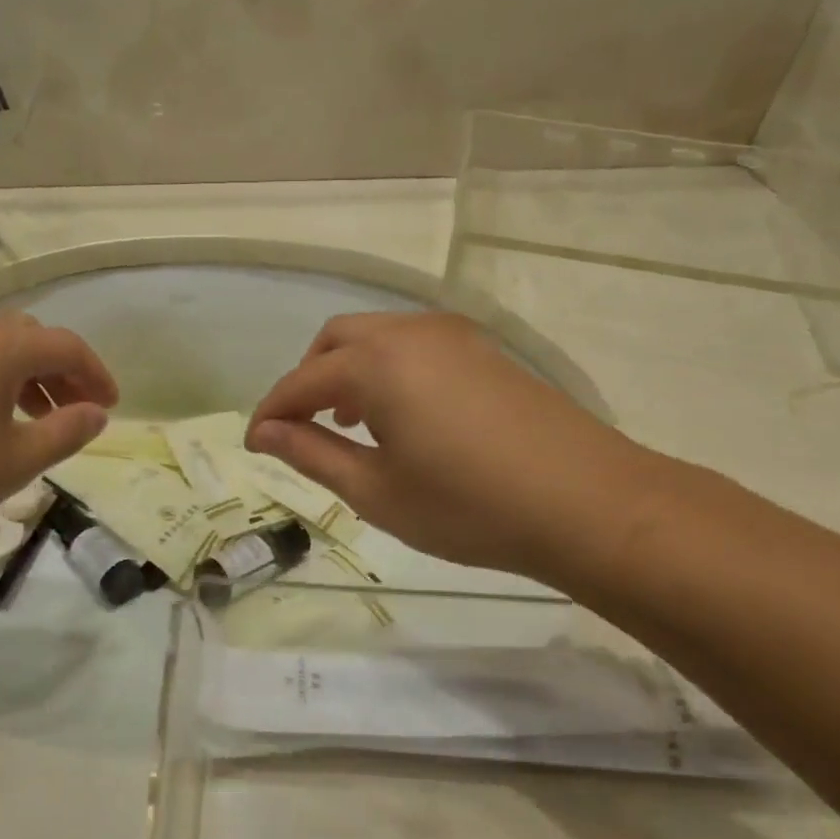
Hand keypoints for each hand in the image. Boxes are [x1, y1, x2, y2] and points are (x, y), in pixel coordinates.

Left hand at [0, 312, 116, 548]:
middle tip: (73, 412)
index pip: (66, 345)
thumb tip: (98, 413)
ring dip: (25, 377)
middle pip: (29, 338)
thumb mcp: (14, 461)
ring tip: (33, 420)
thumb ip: (65, 433)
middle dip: (60, 372)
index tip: (111, 406)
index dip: (96, 374)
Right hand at [247, 312, 655, 581]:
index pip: (301, 381)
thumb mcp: (376, 490)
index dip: (271, 412)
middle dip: (307, 380)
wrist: (586, 503)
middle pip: (336, 340)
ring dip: (348, 371)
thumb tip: (266, 433)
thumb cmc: (468, 506)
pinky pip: (413, 345)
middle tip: (300, 429)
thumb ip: (313, 453)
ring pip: (377, 336)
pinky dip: (387, 368)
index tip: (252, 444)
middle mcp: (409, 332)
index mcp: (376, 363)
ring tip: (348, 422)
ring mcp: (453, 335)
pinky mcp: (484, 349)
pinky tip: (401, 414)